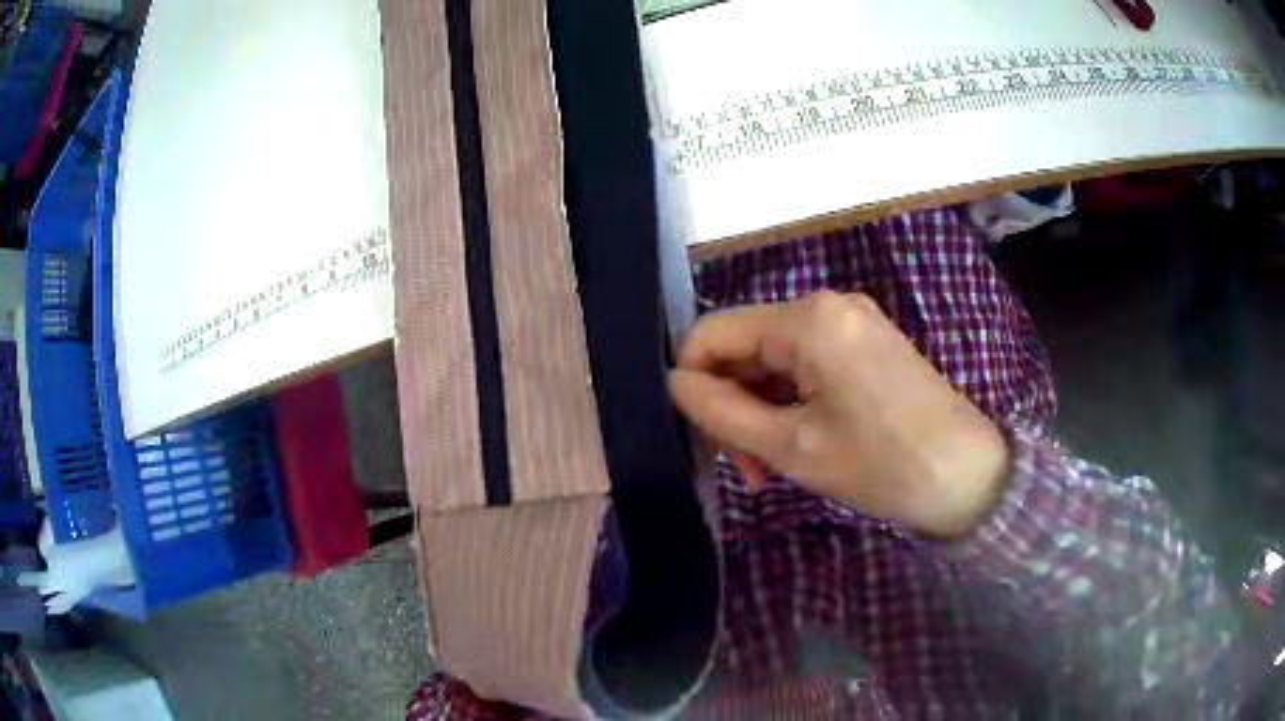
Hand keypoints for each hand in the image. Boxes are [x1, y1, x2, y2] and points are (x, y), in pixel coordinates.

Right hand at [669, 291, 1009, 537]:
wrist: (969, 476)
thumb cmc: (881, 464)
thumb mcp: (790, 447)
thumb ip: (721, 412)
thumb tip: (674, 384)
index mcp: (808, 319)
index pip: (713, 332)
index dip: (692, 381)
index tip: (701, 438)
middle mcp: (827, 305)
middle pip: (746, 347)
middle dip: (732, 405)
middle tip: (742, 468)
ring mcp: (851, 323)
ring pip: (774, 361)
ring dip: (761, 411)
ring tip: (768, 469)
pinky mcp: (867, 345)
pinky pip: (807, 366)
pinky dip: (791, 404)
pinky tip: (797, 446)